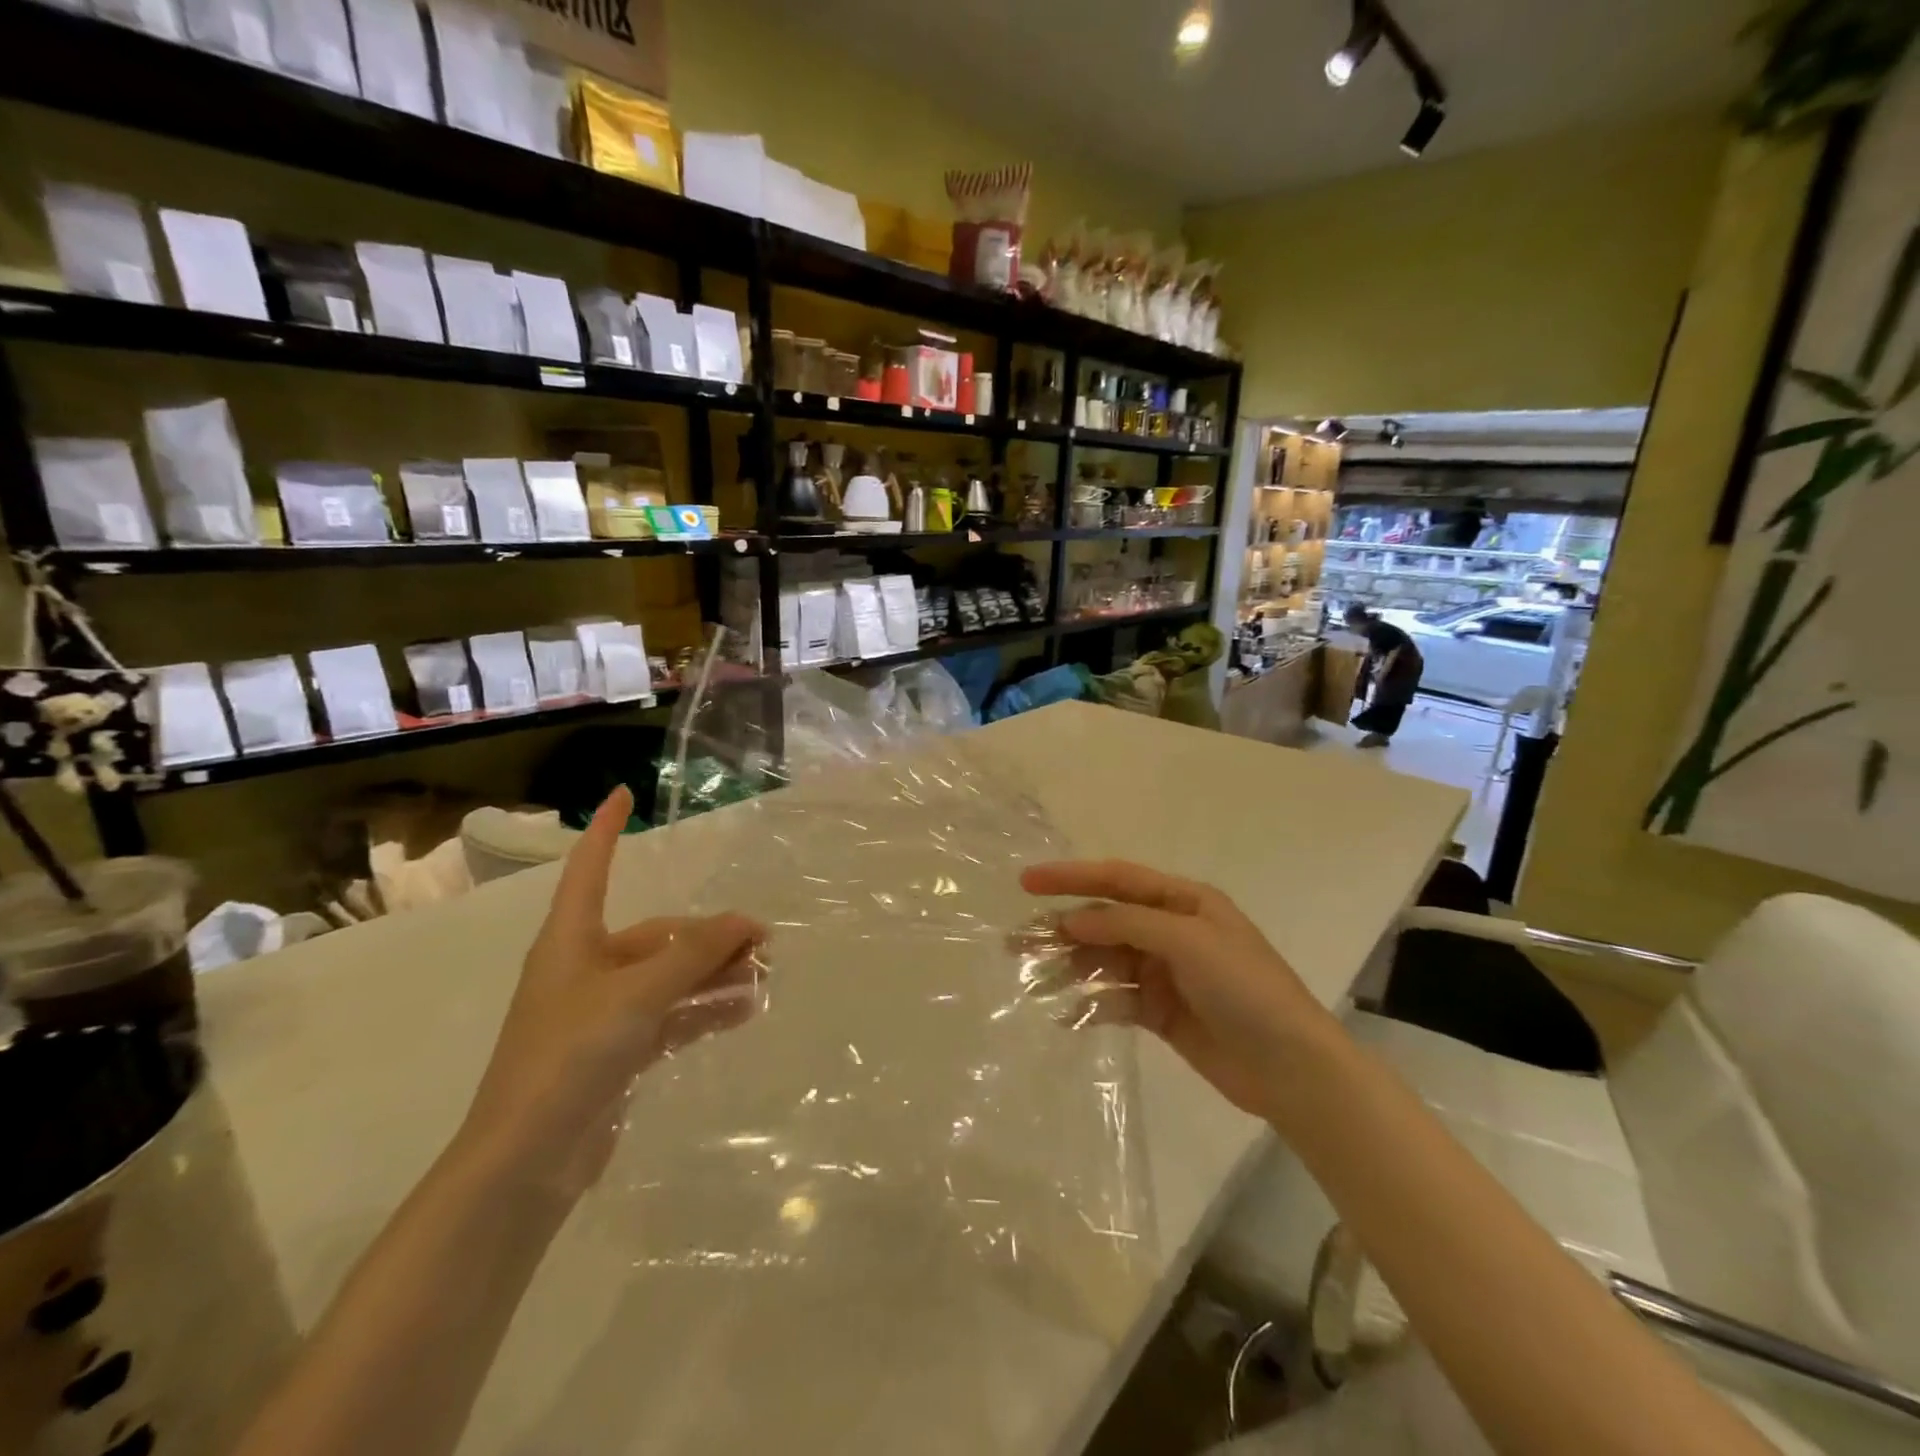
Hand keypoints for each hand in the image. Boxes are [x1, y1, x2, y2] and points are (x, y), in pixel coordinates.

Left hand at [462, 787, 763, 1189]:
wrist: (526, 1161)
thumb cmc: (570, 1054)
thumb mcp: (639, 994)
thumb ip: (696, 954)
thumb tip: (746, 921)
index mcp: (573, 940)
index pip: (591, 868)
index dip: (605, 830)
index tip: (622, 793)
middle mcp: (587, 968)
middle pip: (657, 935)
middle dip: (709, 936)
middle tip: (763, 944)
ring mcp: (603, 1012)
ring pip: (670, 976)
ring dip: (714, 974)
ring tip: (763, 977)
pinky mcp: (618, 1051)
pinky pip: (671, 1015)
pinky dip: (705, 1009)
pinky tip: (744, 1010)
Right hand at [1020, 860, 1338, 1123]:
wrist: (1292, 1069)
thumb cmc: (1245, 989)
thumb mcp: (1188, 942)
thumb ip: (1127, 924)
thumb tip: (1072, 919)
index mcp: (1183, 901)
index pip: (1117, 879)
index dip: (1071, 877)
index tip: (1026, 882)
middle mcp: (1170, 930)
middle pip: (1105, 920)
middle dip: (1062, 927)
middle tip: (1016, 942)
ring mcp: (1165, 972)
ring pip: (1105, 961)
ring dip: (1071, 968)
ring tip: (1035, 980)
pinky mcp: (1161, 1012)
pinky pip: (1116, 1000)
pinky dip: (1092, 1005)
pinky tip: (1066, 1017)